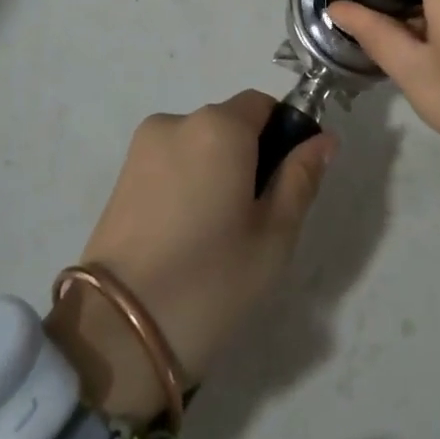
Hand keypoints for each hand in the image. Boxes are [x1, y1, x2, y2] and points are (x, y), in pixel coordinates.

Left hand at [47, 91, 332, 425]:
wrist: (115, 334)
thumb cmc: (210, 281)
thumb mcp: (274, 237)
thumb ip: (300, 178)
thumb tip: (324, 139)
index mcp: (220, 127)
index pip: (264, 104)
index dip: (282, 135)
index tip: (284, 184)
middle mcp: (178, 121)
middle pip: (230, 124)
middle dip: (248, 157)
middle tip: (254, 220)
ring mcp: (143, 148)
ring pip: (199, 146)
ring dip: (215, 172)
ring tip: (214, 236)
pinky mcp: (121, 176)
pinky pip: (170, 164)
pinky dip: (186, 185)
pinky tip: (184, 237)